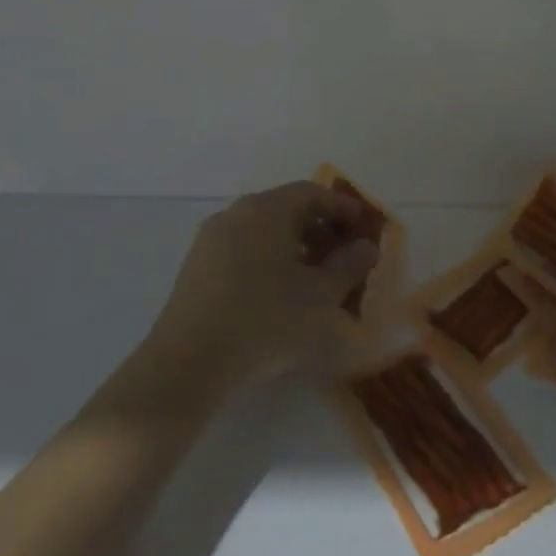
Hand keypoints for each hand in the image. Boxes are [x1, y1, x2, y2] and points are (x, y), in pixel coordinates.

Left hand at [132, 181, 379, 404]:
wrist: (189, 363)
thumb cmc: (266, 321)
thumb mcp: (321, 296)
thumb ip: (349, 266)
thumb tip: (366, 247)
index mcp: (265, 210)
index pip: (311, 192)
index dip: (342, 208)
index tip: (364, 228)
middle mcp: (234, 215)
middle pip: (285, 209)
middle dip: (320, 229)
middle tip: (345, 256)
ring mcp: (210, 241)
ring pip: (263, 232)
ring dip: (295, 248)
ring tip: (317, 279)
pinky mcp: (196, 269)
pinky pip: (243, 251)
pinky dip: (269, 261)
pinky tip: (282, 294)